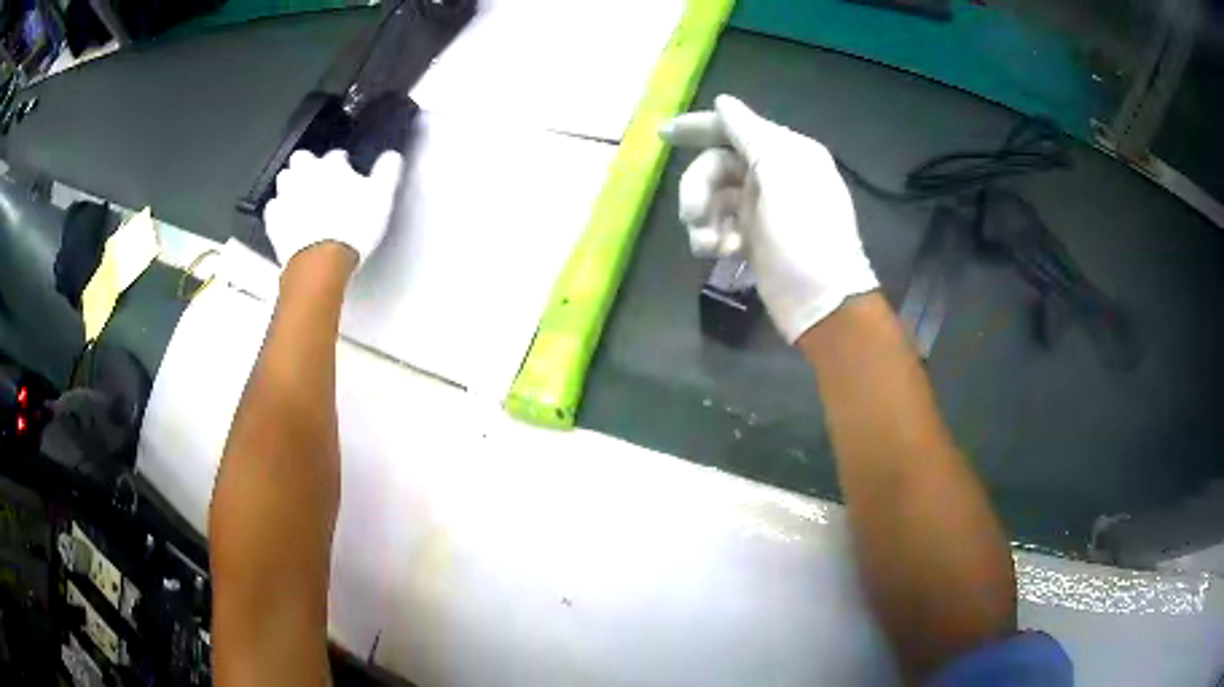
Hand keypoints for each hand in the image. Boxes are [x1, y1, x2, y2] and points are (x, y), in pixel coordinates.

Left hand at [263, 149, 403, 267]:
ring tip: (301, 196)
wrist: (322, 261)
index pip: (337, 155)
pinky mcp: (275, 221)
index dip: (342, 163)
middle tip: (318, 178)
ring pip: (284, 179)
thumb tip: (393, 156)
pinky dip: (279, 209)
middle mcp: (305, 175)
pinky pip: (273, 208)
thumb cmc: (353, 227)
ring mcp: (287, 197)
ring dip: (292, 183)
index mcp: (332, 167)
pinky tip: (287, 216)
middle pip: (302, 158)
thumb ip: (386, 173)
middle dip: (308, 164)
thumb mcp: (381, 198)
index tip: (347, 172)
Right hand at [660, 95, 876, 343]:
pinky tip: (720, 253)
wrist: (822, 302)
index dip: (698, 127)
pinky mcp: (754, 237)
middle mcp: (775, 174)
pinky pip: (720, 224)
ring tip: (707, 244)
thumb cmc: (805, 235)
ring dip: (703, 218)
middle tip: (691, 215)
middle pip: (718, 165)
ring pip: (714, 197)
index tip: (662, 135)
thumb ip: (751, 133)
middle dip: (698, 187)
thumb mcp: (781, 174)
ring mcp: (763, 208)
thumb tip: (724, 102)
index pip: (735, 128)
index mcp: (786, 152)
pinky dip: (713, 236)